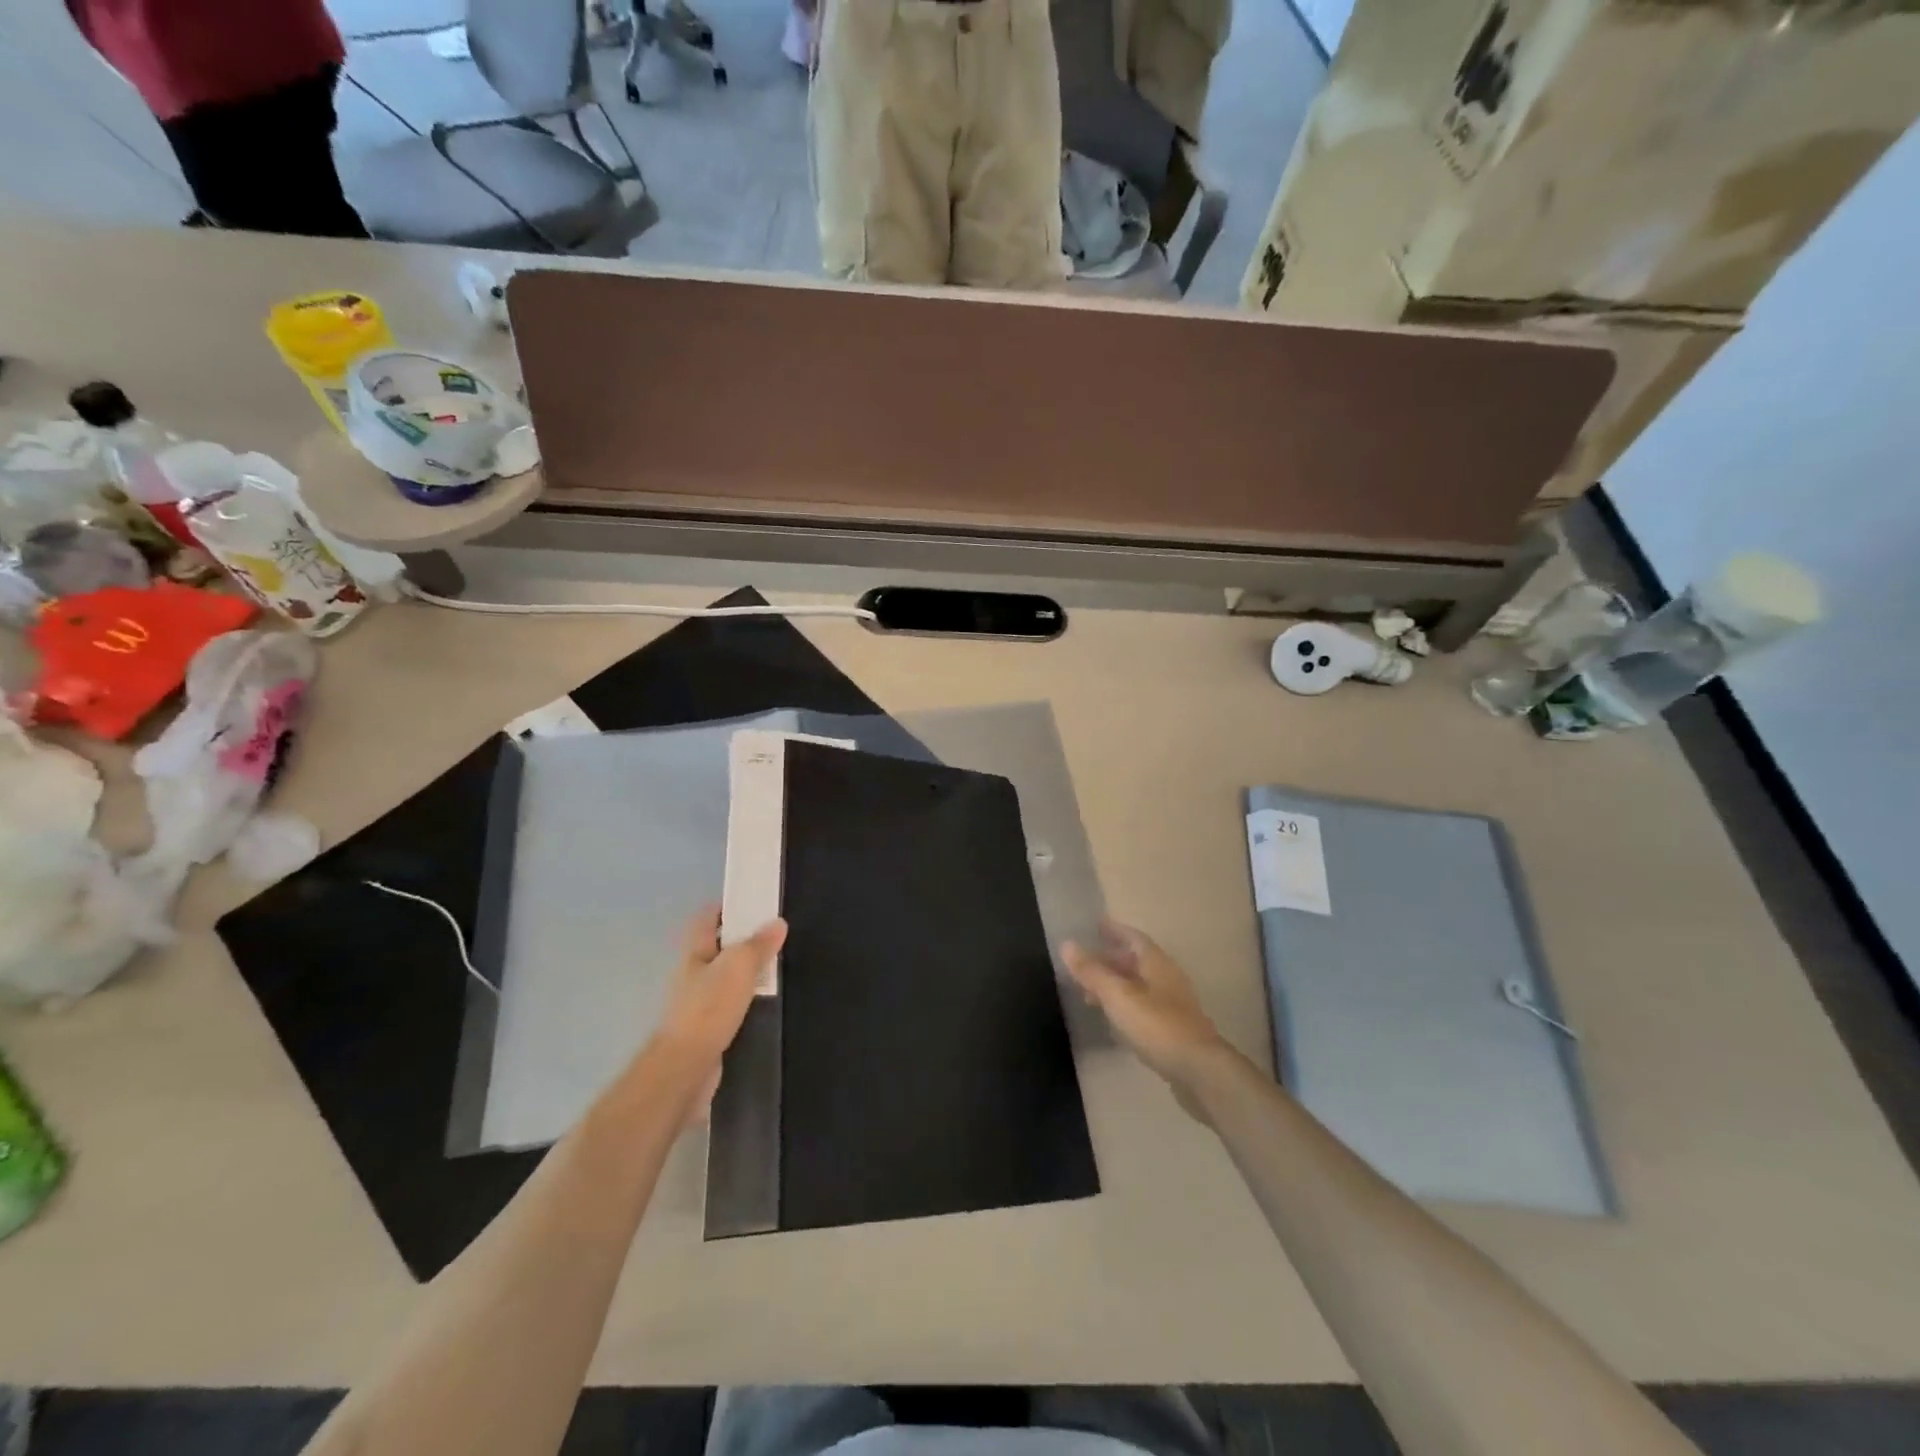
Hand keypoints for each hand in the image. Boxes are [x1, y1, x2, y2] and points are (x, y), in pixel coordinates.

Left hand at [654, 906, 786, 1072]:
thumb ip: (758, 945)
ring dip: (746, 973)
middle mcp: (692, 975)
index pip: (707, 919)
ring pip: (724, 979)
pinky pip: (730, 1006)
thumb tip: (777, 922)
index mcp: (695, 953)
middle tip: (775, 936)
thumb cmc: (709, 1008)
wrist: (686, 1068)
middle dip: (742, 941)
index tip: (755, 902)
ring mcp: (697, 1004)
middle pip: (717, 948)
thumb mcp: (738, 967)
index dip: (727, 908)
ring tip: (776, 967)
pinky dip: (746, 1001)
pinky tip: (765, 1004)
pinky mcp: (707, 1031)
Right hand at [1063, 923, 1231, 1104]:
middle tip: (1084, 962)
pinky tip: (1112, 1018)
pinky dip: (1124, 1005)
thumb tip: (1066, 944)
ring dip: (1115, 984)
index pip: (1133, 938)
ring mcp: (1172, 1005)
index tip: (1095, 925)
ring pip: (1139, 985)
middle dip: (1110, 959)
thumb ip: (1092, 972)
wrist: (1198, 1071)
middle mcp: (1167, 979)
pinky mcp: (1173, 1029)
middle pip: (1136, 961)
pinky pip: (1143, 1007)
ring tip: (1090, 991)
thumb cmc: (1156, 1025)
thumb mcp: (1118, 996)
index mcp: (1157, 964)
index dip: (1114, 930)